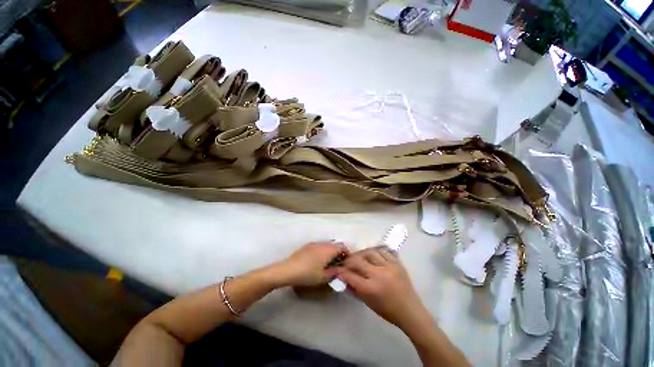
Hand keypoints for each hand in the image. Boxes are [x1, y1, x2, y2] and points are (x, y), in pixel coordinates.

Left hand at [272, 242, 348, 286]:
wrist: (288, 270)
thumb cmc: (308, 274)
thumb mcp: (323, 277)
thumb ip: (335, 272)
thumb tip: (342, 269)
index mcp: (328, 249)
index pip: (342, 246)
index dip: (347, 252)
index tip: (347, 261)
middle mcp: (322, 244)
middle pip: (334, 245)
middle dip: (339, 252)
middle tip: (339, 263)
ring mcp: (314, 243)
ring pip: (326, 245)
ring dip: (330, 251)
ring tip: (329, 262)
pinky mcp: (307, 246)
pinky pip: (319, 246)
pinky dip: (323, 251)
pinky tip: (318, 260)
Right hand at [334, 247, 425, 327]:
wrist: (410, 311)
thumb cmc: (388, 310)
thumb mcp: (368, 302)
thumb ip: (355, 288)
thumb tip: (344, 277)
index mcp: (370, 288)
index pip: (350, 275)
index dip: (341, 271)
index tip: (337, 268)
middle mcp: (378, 274)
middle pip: (358, 260)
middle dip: (349, 260)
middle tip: (346, 261)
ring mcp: (389, 266)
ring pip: (370, 252)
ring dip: (362, 253)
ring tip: (360, 256)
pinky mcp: (397, 263)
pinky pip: (384, 251)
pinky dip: (377, 251)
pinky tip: (373, 255)